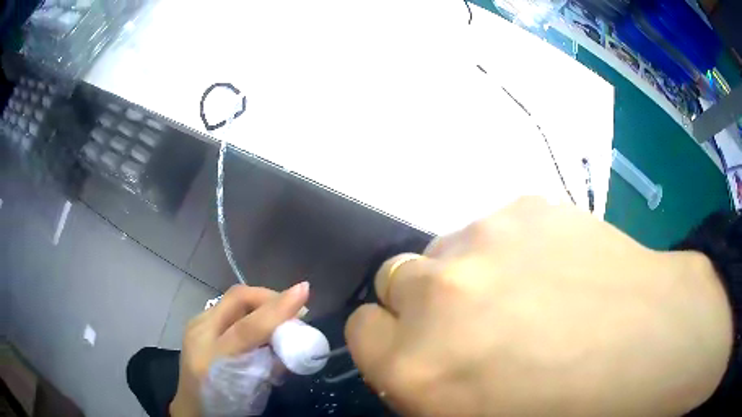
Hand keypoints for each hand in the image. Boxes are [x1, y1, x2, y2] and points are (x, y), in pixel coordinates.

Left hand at [170, 282, 308, 416]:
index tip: (304, 290)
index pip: (248, 327)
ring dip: (261, 302)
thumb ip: (273, 364)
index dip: (278, 308)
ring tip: (279, 315)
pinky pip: (228, 306)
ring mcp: (196, 324)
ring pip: (232, 299)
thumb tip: (294, 339)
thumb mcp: (256, 391)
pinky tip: (258, 322)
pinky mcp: (197, 322)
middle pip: (236, 298)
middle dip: (270, 297)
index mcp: (214, 358)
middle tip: (294, 309)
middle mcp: (200, 333)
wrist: (194, 407)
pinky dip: (249, 309)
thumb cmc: (228, 404)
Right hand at [345, 197, 731, 416]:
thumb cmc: (565, 407)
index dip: (386, 340)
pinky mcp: (527, 206)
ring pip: (445, 248)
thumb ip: (428, 385)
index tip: (416, 347)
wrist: (649, 346)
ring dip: (467, 271)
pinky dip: (510, 247)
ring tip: (525, 293)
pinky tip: (555, 268)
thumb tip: (418, 356)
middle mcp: (436, 294)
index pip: (361, 330)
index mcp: (416, 365)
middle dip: (420, 303)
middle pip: (394, 279)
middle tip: (472, 320)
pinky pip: (495, 227)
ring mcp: (485, 238)